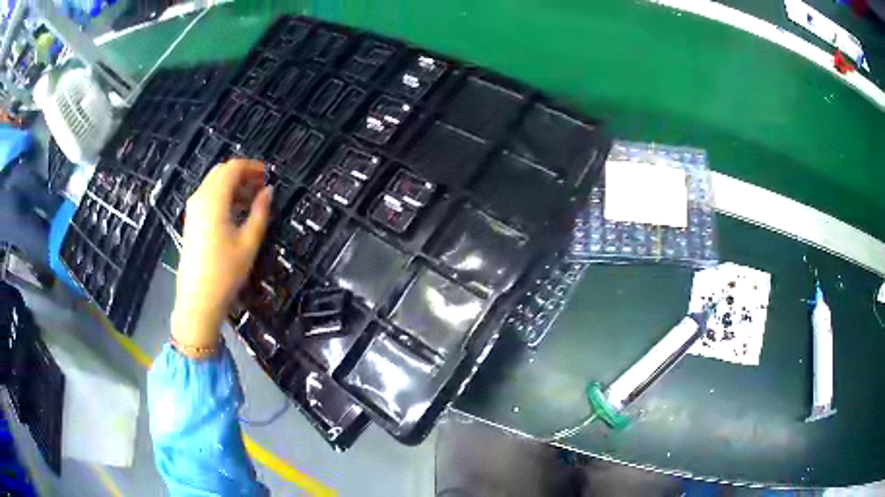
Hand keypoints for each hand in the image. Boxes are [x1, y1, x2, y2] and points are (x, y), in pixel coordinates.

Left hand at [172, 159, 271, 352]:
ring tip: (253, 200)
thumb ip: (261, 212)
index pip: (233, 168)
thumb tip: (269, 191)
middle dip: (243, 174)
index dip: (253, 167)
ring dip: (233, 185)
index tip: (269, 175)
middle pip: (222, 172)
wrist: (198, 300)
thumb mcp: (249, 242)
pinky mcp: (191, 221)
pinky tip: (236, 213)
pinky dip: (223, 197)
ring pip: (214, 184)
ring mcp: (193, 210)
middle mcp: (200, 198)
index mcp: (214, 199)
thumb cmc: (225, 272)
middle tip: (262, 186)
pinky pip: (208, 197)